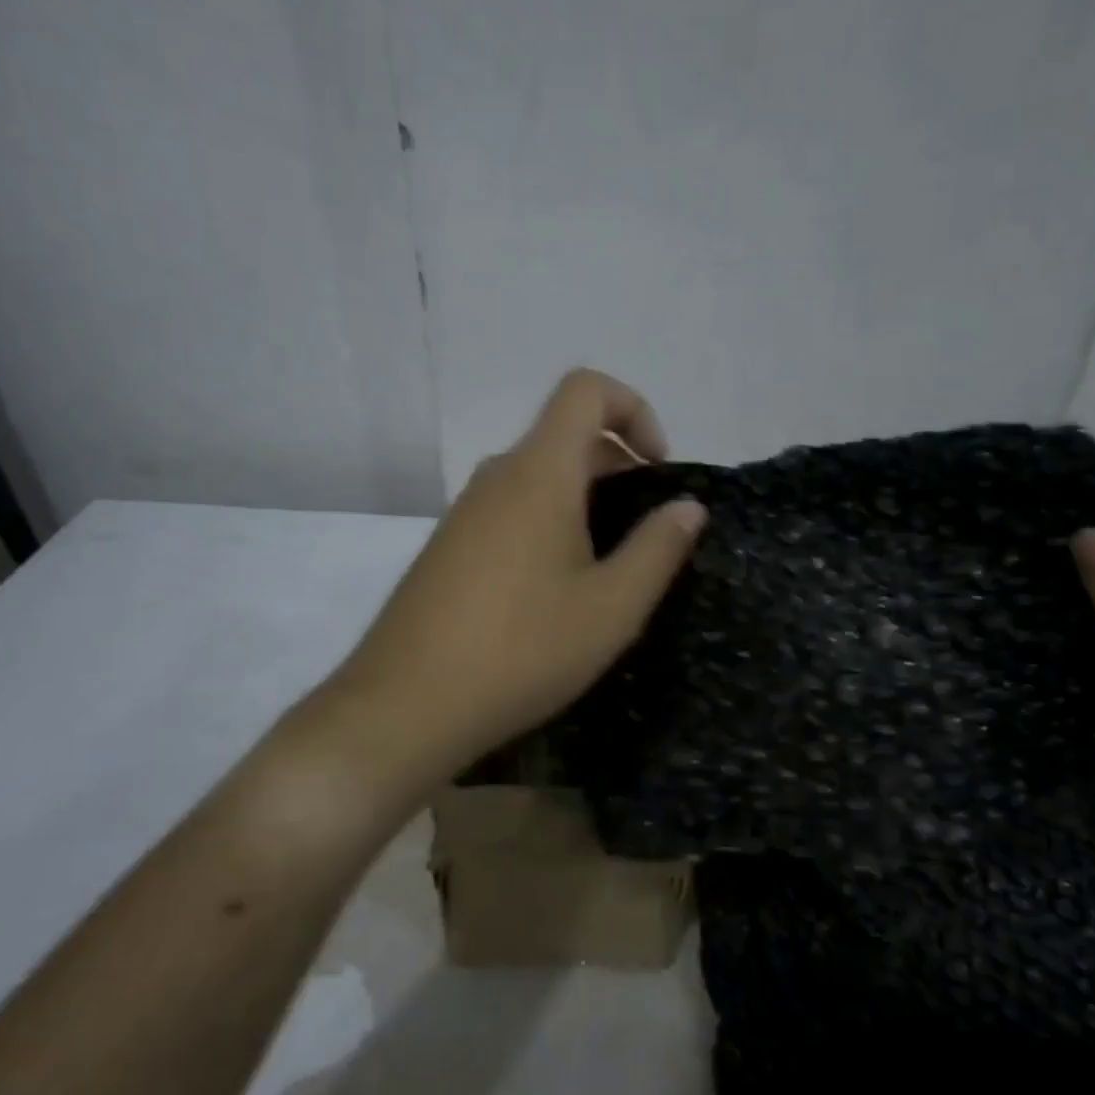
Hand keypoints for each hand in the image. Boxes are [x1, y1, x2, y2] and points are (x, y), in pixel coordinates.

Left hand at [317, 369, 704, 791]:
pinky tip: (554, 593)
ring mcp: (464, 512)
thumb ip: (657, 548)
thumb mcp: (611, 607)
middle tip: (645, 531)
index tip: (658, 469)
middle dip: (617, 466)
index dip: (633, 408)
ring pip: (536, 478)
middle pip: (563, 436)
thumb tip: (688, 506)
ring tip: (606, 569)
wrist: (406, 705)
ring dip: (582, 501)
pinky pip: (509, 511)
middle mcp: (496, 477)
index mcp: (539, 473)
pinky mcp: (447, 547)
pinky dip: (547, 525)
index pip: (585, 390)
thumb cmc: (522, 650)